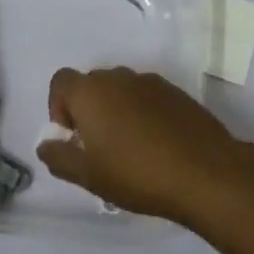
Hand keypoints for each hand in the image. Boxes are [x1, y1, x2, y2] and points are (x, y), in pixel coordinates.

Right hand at [34, 67, 249, 220]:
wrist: (206, 174)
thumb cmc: (137, 174)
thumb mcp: (88, 176)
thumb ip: (59, 157)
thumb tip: (47, 144)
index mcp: (91, 92)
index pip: (61, 82)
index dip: (58, 107)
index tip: (72, 137)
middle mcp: (119, 78)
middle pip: (92, 84)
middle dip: (88, 110)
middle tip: (98, 147)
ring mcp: (152, 82)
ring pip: (122, 90)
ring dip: (117, 111)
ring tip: (129, 148)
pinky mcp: (178, 93)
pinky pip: (148, 97)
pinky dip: (143, 113)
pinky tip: (156, 145)